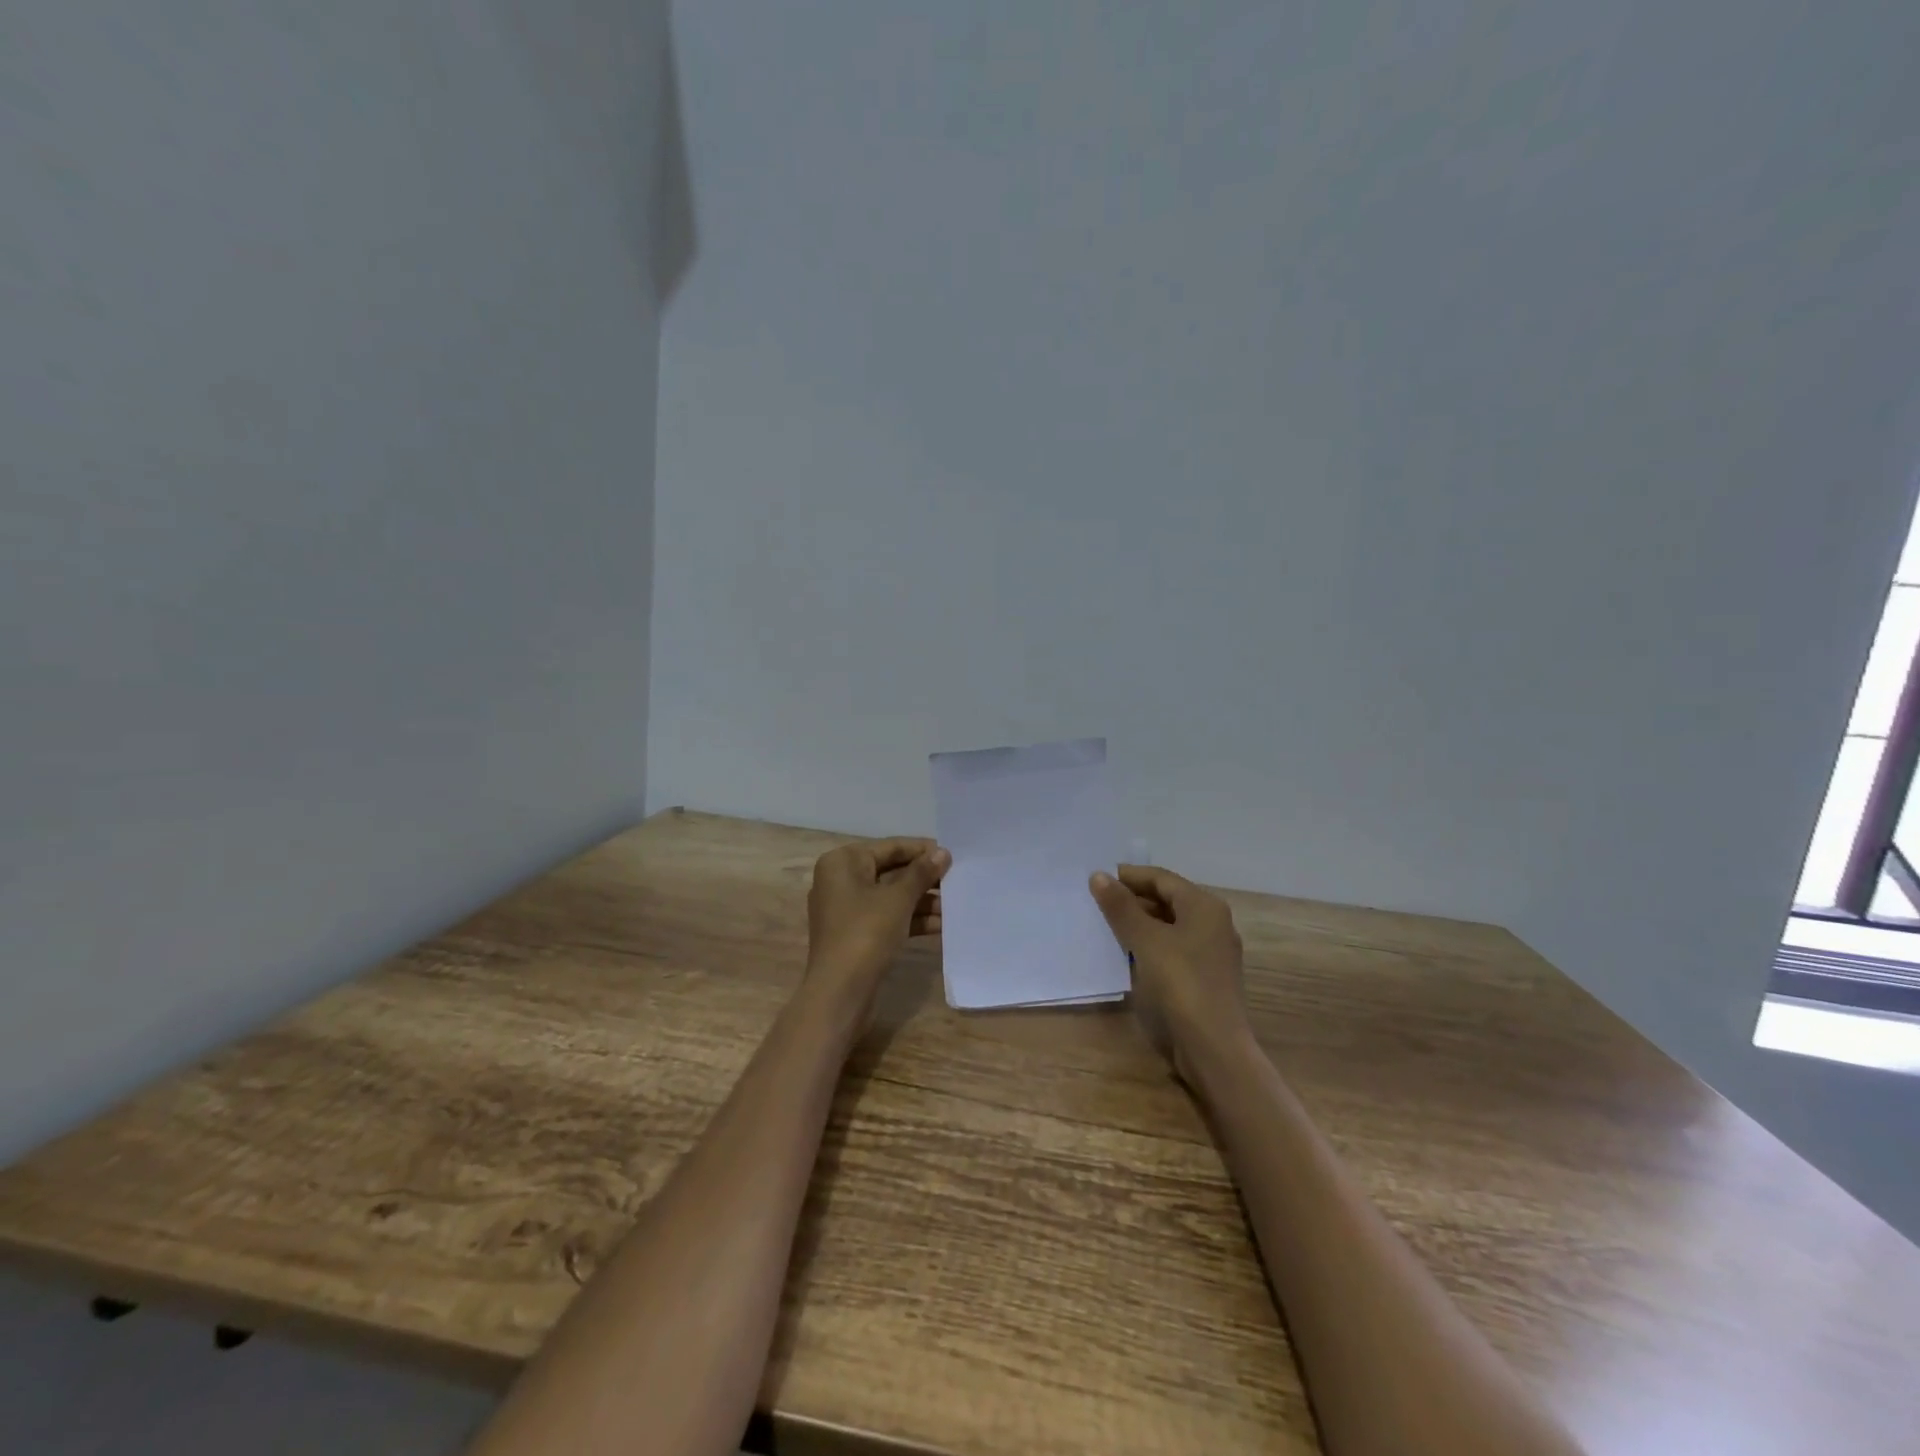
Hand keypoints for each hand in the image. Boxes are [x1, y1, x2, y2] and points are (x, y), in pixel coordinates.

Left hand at [805, 838, 950, 1014]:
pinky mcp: (857, 934)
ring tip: (956, 903)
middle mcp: (841, 880)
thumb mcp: (898, 899)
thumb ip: (921, 873)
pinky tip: (943, 924)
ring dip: (923, 901)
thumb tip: (943, 852)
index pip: (889, 847)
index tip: (953, 854)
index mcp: (842, 862)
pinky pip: (888, 917)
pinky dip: (912, 919)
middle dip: (924, 878)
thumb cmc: (866, 933)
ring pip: (892, 897)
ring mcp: (848, 910)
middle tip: (958, 878)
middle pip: (891, 871)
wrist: (840, 993)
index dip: (922, 850)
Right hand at [1090, 865, 1249, 1069]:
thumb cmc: (1181, 983)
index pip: (1161, 878)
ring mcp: (1211, 952)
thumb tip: (1098, 875)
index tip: (1098, 879)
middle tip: (1097, 902)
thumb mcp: (1145, 940)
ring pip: (1169, 926)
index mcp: (1204, 906)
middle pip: (1167, 900)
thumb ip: (1121, 907)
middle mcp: (1213, 923)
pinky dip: (1149, 945)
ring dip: (1139, 923)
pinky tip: (1127, 953)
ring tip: (1105, 925)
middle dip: (1133, 899)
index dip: (1129, 876)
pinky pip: (1173, 948)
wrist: (1213, 1046)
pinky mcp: (1205, 977)